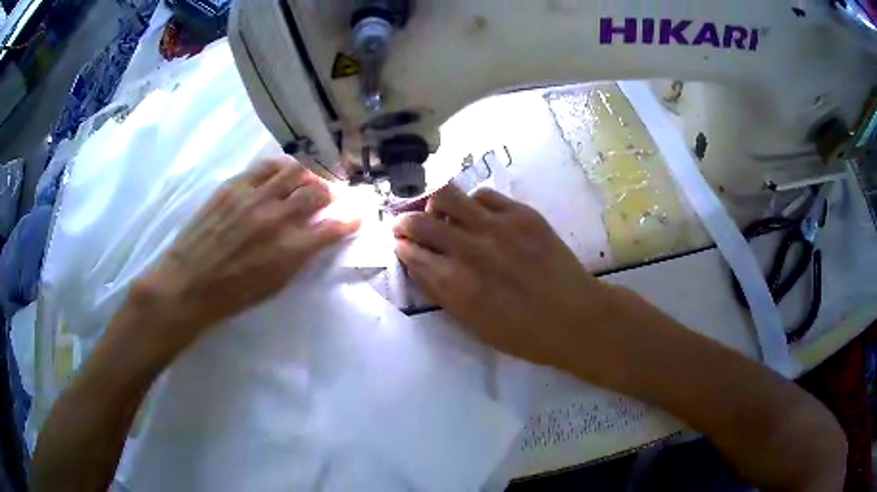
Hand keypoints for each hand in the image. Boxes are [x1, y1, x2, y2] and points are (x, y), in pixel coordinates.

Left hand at [126, 156, 358, 356]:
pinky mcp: (234, 186)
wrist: (188, 283)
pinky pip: (265, 166)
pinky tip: (280, 173)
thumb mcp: (274, 285)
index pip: (334, 227)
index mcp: (290, 250)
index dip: (351, 219)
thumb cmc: (232, 295)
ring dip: (307, 176)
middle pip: (317, 192)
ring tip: (305, 181)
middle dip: (331, 192)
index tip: (358, 214)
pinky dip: (280, 167)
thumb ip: (299, 257)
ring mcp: (254, 198)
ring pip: (294, 171)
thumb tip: (315, 236)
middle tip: (329, 196)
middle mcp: (277, 218)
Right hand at [393, 185, 614, 369]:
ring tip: (440, 213)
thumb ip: (441, 293)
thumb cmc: (523, 334)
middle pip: (419, 222)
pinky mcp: (521, 213)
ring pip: (446, 194)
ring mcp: (496, 226)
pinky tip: (477, 215)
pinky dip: (472, 204)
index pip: (411, 253)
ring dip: (434, 204)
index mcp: (454, 283)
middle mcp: (468, 249)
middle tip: (407, 225)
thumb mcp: (472, 325)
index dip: (401, 247)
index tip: (401, 245)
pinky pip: (483, 195)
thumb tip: (420, 266)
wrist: (575, 318)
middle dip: (404, 223)